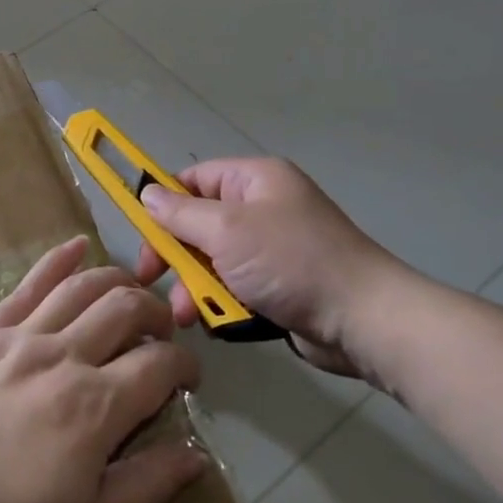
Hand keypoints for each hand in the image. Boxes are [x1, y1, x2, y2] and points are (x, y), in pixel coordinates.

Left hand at [0, 238, 206, 502]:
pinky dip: (58, 260)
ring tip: (133, 293)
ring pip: (82, 287)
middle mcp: (62, 356)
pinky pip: (27, 285)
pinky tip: (77, 246)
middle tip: (162, 336)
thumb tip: (198, 454)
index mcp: (94, 407)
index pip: (159, 365)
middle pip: (126, 309)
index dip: (185, 366)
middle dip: (157, 314)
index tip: (189, 380)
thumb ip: (146, 486)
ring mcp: (18, 337)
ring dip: (118, 281)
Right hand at [133, 157, 416, 381]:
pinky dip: (221, 303)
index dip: (163, 202)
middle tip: (152, 279)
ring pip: (214, 262)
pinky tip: (215, 323)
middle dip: (176, 255)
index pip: (194, 179)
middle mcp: (263, 208)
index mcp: (255, 180)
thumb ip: (180, 213)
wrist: (362, 319)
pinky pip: (235, 287)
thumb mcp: (226, 230)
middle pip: (199, 224)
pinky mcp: (279, 286)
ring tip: (187, 316)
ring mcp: (272, 249)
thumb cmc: (290, 261)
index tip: (140, 233)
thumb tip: (146, 194)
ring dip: (195, 287)